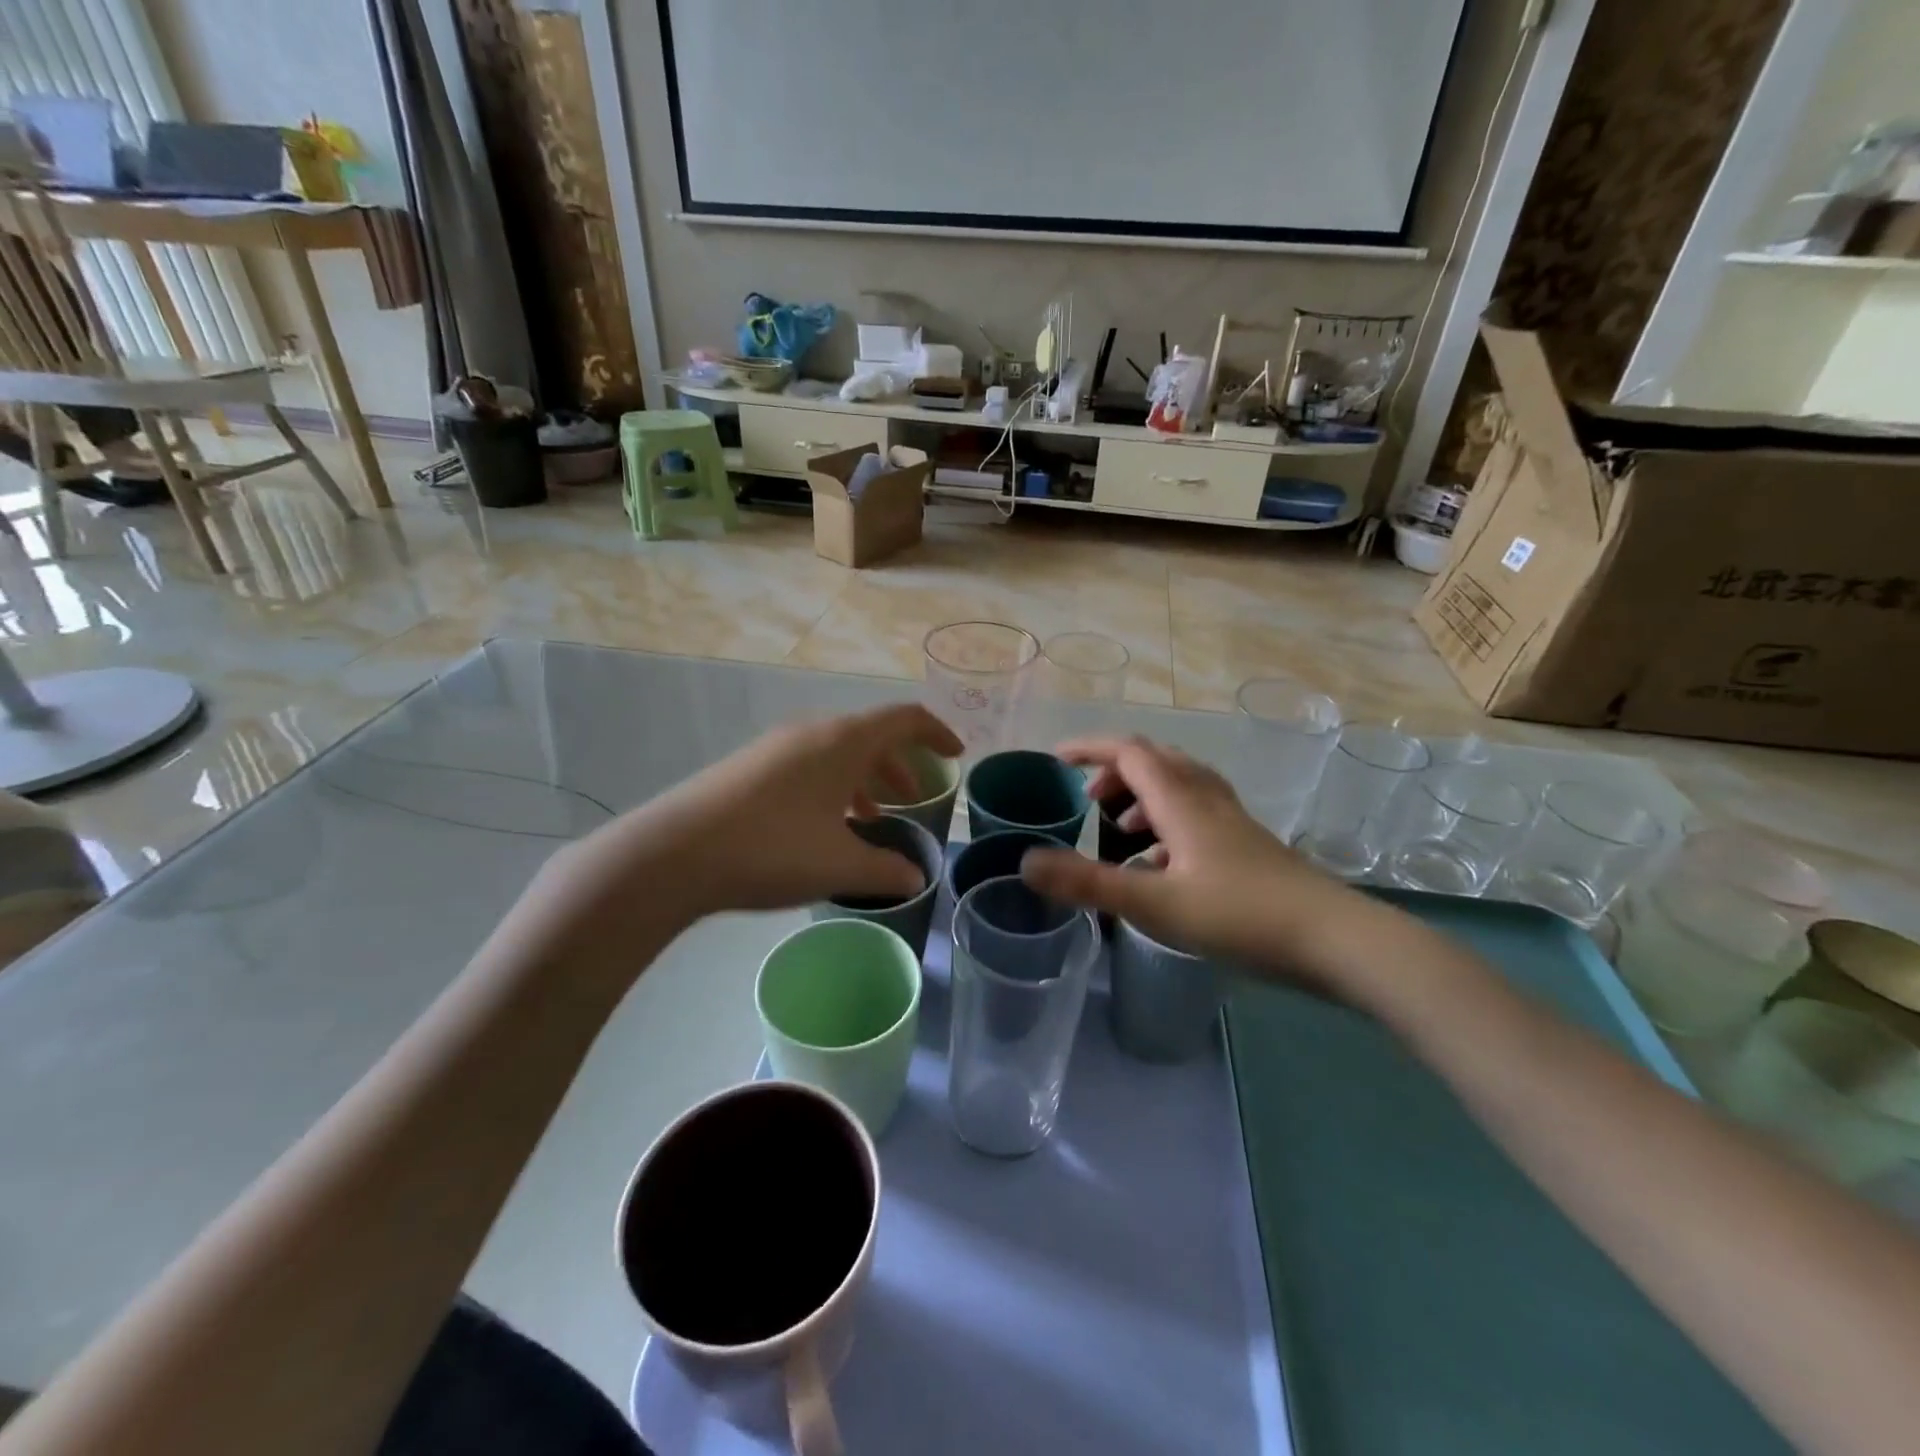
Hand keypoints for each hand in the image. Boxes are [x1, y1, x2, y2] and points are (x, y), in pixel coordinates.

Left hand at [553, 704, 962, 922]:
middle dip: (899, 767)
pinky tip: (825, 827)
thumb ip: (886, 870)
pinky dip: (832, 788)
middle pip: (870, 736)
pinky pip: (808, 766)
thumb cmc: (772, 849)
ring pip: (836, 754)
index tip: (956, 754)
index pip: (904, 719)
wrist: (673, 853)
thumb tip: (915, 877)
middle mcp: (812, 732)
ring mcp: (775, 748)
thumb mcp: (839, 865)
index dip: (936, 733)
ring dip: (864, 780)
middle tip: (915, 801)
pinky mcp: (749, 768)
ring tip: (873, 819)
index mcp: (843, 741)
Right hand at [1019, 736, 1369, 988]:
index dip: (1090, 748)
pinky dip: (1167, 822)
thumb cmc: (1240, 915)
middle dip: (1115, 772)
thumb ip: (1087, 882)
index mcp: (1181, 800)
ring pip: (1180, 786)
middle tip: (1088, 800)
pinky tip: (1163, 865)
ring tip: (1120, 832)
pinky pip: (1197, 813)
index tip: (1056, 759)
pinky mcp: (1248, 845)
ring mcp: (1232, 820)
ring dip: (1142, 796)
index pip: (1129, 752)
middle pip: (1156, 761)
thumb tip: (1025, 862)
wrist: (1333, 940)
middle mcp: (1207, 799)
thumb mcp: (1153, 903)